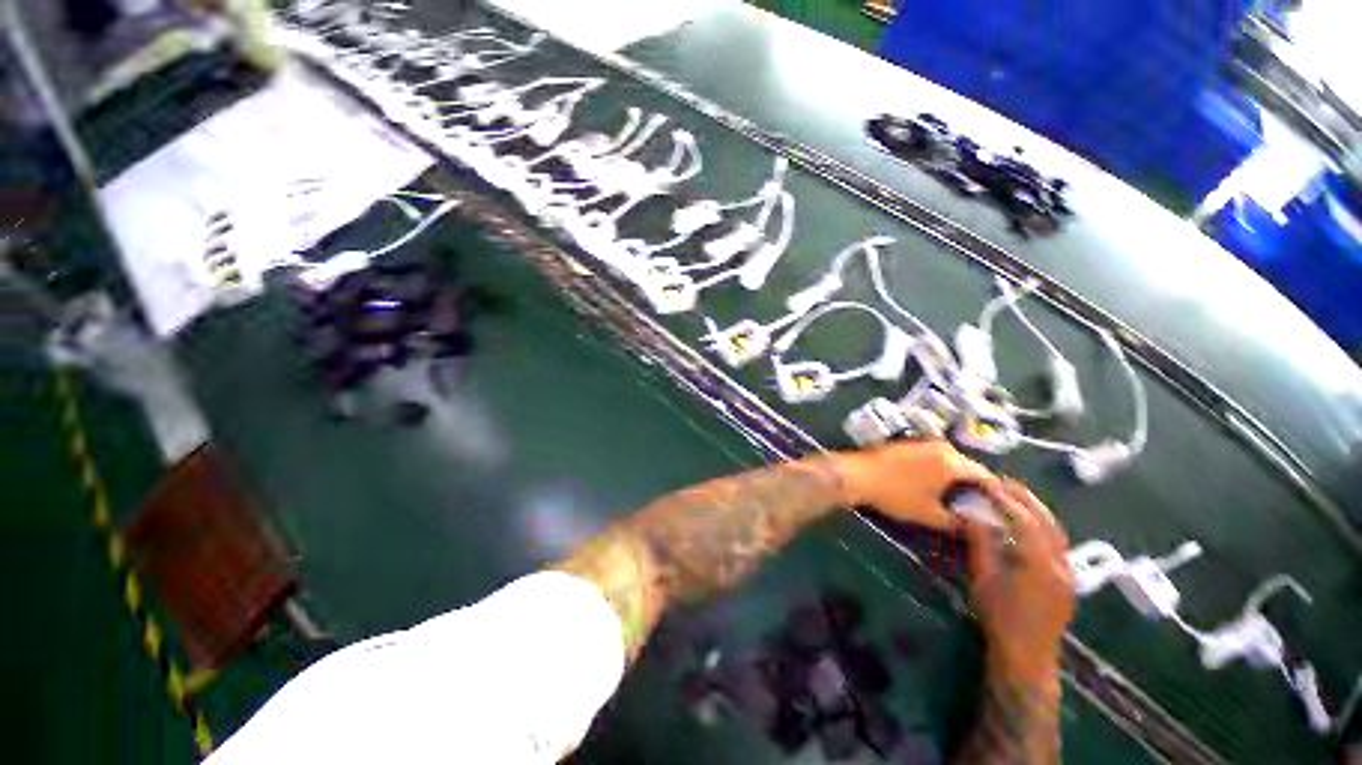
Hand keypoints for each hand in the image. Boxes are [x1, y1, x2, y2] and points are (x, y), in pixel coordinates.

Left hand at [837, 440, 995, 528]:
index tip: (996, 509)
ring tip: (956, 498)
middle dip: (974, 485)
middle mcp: (941, 447)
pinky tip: (933, 484)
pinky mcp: (907, 444)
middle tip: (976, 506)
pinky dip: (938, 469)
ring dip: (955, 477)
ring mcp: (922, 442)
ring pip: (949, 460)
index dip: (994, 493)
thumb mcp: (929, 514)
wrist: (857, 474)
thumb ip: (957, 521)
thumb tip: (976, 526)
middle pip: (967, 466)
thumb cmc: (895, 494)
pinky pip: (932, 457)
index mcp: (952, 462)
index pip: (985, 476)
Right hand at [964, 480, 1073, 681]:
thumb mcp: (984, 579)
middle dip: (1027, 499)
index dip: (1006, 500)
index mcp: (1040, 563)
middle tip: (1005, 482)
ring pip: (1057, 531)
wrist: (1028, 656)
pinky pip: (1058, 543)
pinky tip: (1029, 523)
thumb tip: (971, 515)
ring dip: (1037, 510)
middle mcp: (1061, 564)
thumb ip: (981, 544)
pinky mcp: (1067, 580)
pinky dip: (1043, 526)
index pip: (1025, 521)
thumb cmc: (1001, 617)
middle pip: (1048, 522)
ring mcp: (1068, 573)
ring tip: (1016, 496)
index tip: (988, 484)